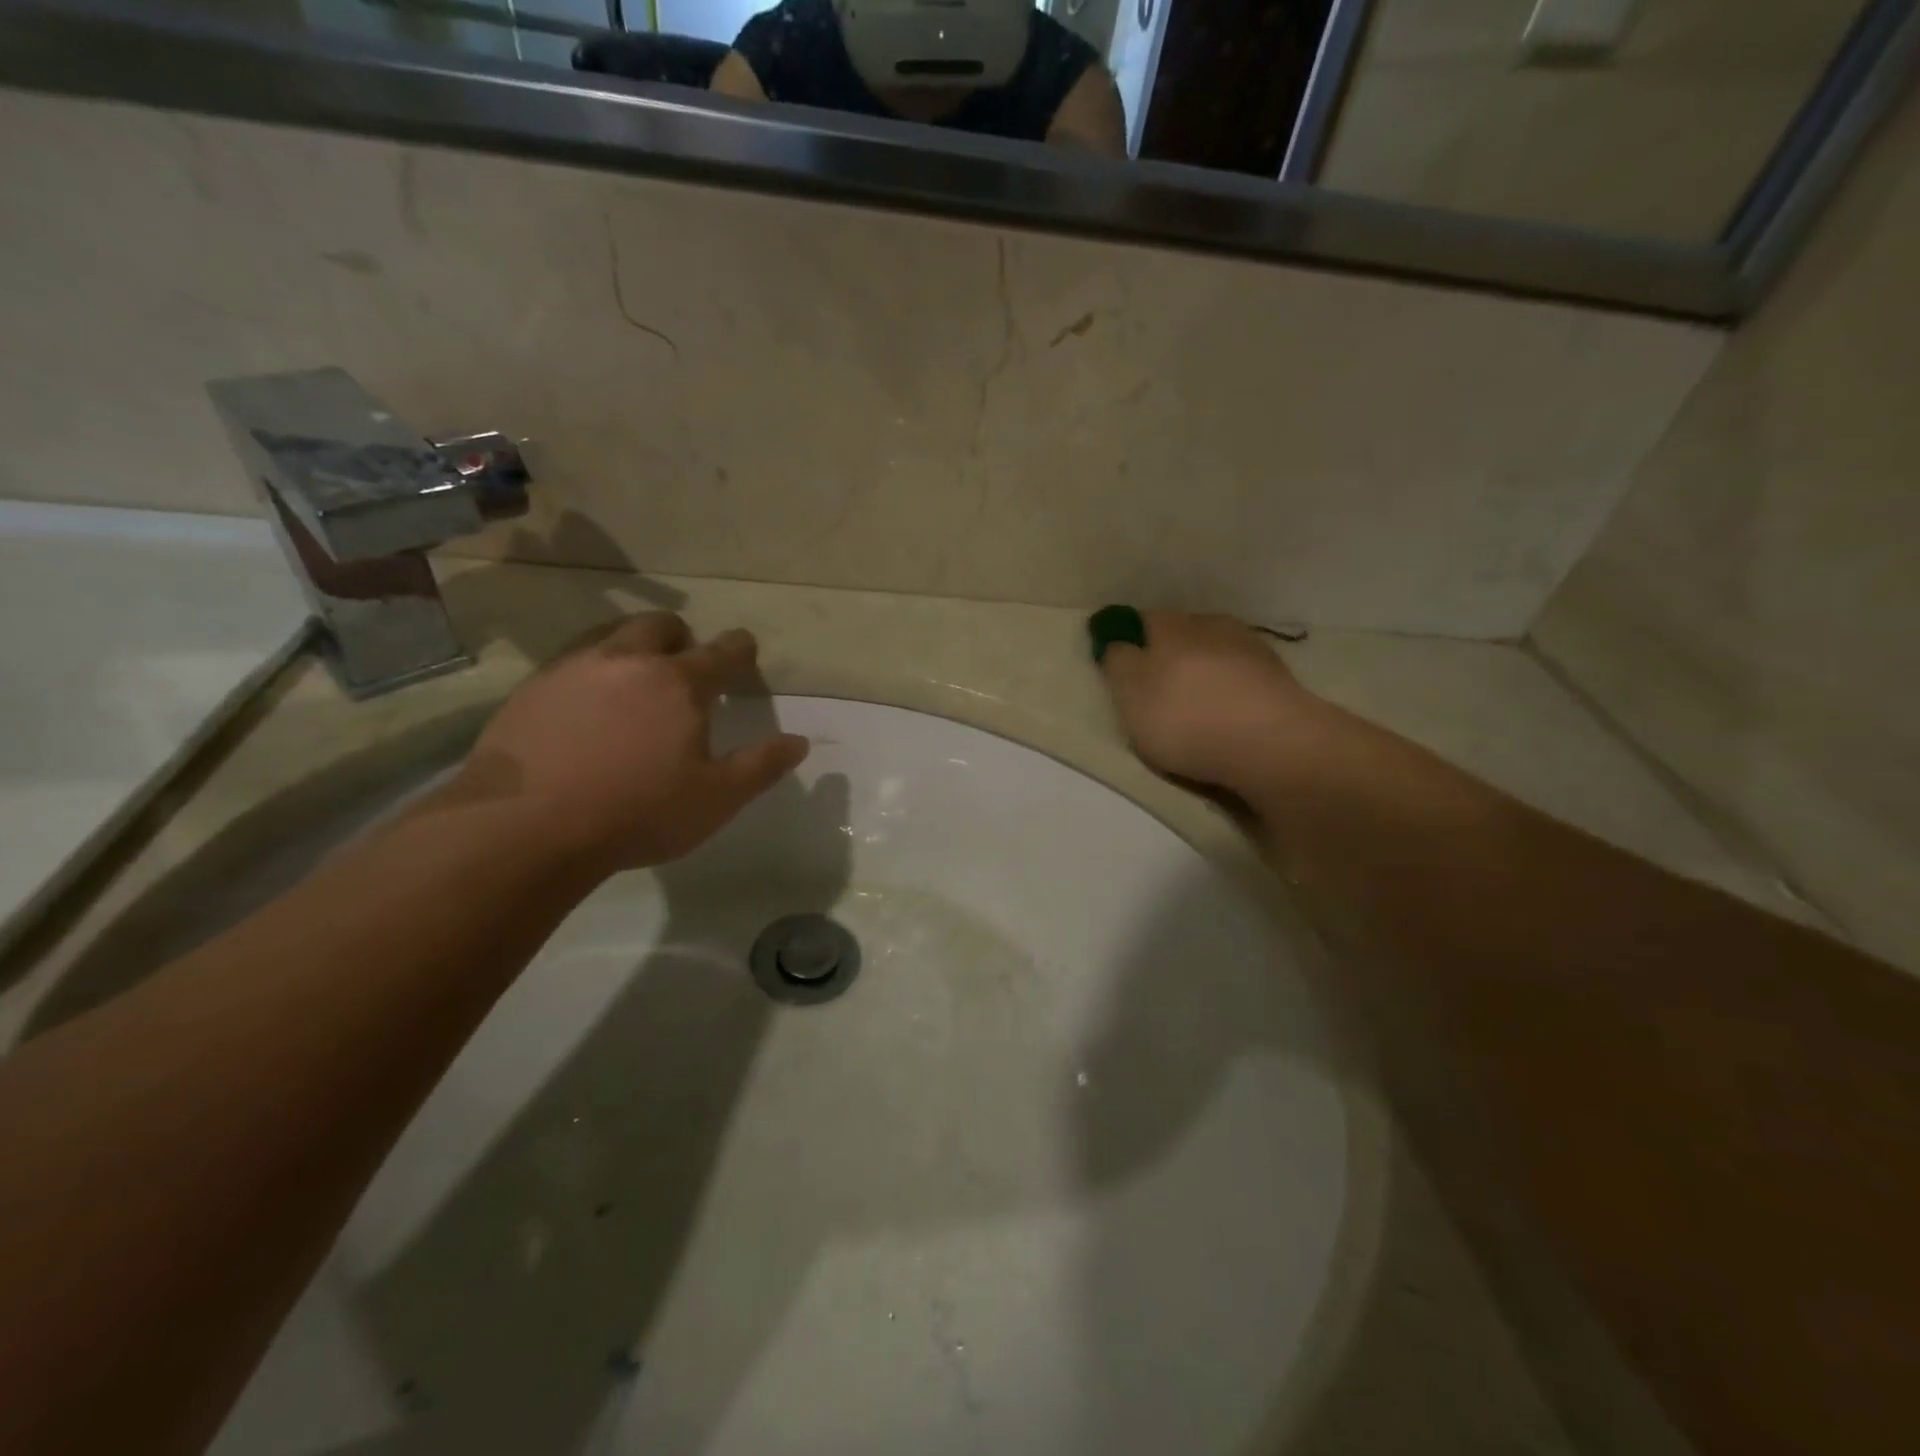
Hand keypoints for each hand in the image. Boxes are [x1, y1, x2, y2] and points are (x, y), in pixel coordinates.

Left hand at [457, 613, 808, 875]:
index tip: (745, 648)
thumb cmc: (638, 813)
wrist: (527, 826)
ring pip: (611, 634)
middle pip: (661, 626)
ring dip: (632, 646)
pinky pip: (571, 659)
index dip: (740, 648)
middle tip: (683, 666)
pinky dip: (590, 669)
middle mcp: (628, 661)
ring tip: (633, 678)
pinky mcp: (533, 687)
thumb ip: (761, 766)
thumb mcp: (716, 799)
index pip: (722, 651)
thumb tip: (799, 742)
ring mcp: (574, 668)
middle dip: (680, 637)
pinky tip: (585, 704)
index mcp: (680, 683)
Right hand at [1097, 612, 1329, 792]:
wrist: (1271, 743)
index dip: (1129, 639)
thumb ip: (1118, 663)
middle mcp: (1211, 626)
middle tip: (1156, 686)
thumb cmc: (1186, 717)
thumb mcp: (1130, 693)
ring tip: (1195, 702)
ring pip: (1215, 652)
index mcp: (1171, 626)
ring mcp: (1250, 649)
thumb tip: (1117, 642)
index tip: (1122, 661)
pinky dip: (1230, 689)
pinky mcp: (1278, 678)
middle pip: (1181, 634)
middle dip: (1168, 654)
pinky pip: (1242, 676)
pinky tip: (1227, 712)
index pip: (1142, 620)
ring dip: (1203, 671)